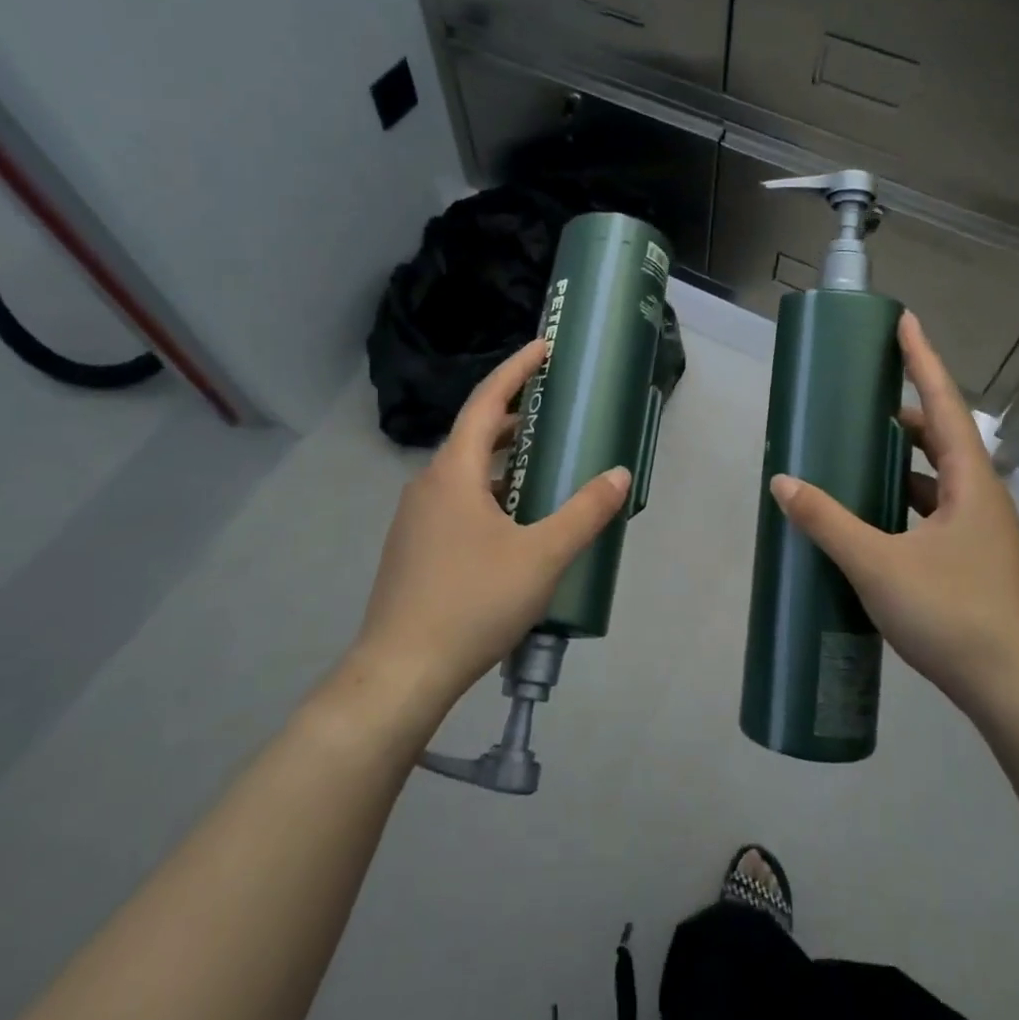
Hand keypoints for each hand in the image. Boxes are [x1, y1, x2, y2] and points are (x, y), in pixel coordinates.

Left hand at [345, 338, 630, 721]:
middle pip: (473, 434)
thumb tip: (618, 476)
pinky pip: (456, 502)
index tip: (543, 347)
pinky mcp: (414, 548)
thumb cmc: (473, 601)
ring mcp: (415, 518)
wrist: (401, 672)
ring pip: (464, 472)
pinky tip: (513, 522)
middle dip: (514, 417)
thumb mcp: (542, 556)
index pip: (486, 401)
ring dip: (502, 460)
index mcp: (453, 472)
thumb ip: (584, 512)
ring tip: (542, 465)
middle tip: (554, 411)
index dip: (516, 370)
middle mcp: (428, 485)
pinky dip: (488, 493)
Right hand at [770, 312, 1018, 711]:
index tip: (904, 321)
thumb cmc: (952, 615)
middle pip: (943, 437)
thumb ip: (827, 521)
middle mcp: (982, 498)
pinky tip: (874, 516)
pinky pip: (935, 510)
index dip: (923, 360)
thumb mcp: (878, 564)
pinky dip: (905, 499)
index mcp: (971, 483)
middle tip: (861, 400)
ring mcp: (981, 531)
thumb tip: (782, 482)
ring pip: (939, 477)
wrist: (1014, 692)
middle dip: (904, 412)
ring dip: (903, 460)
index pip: (945, 403)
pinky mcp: (973, 560)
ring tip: (859, 453)